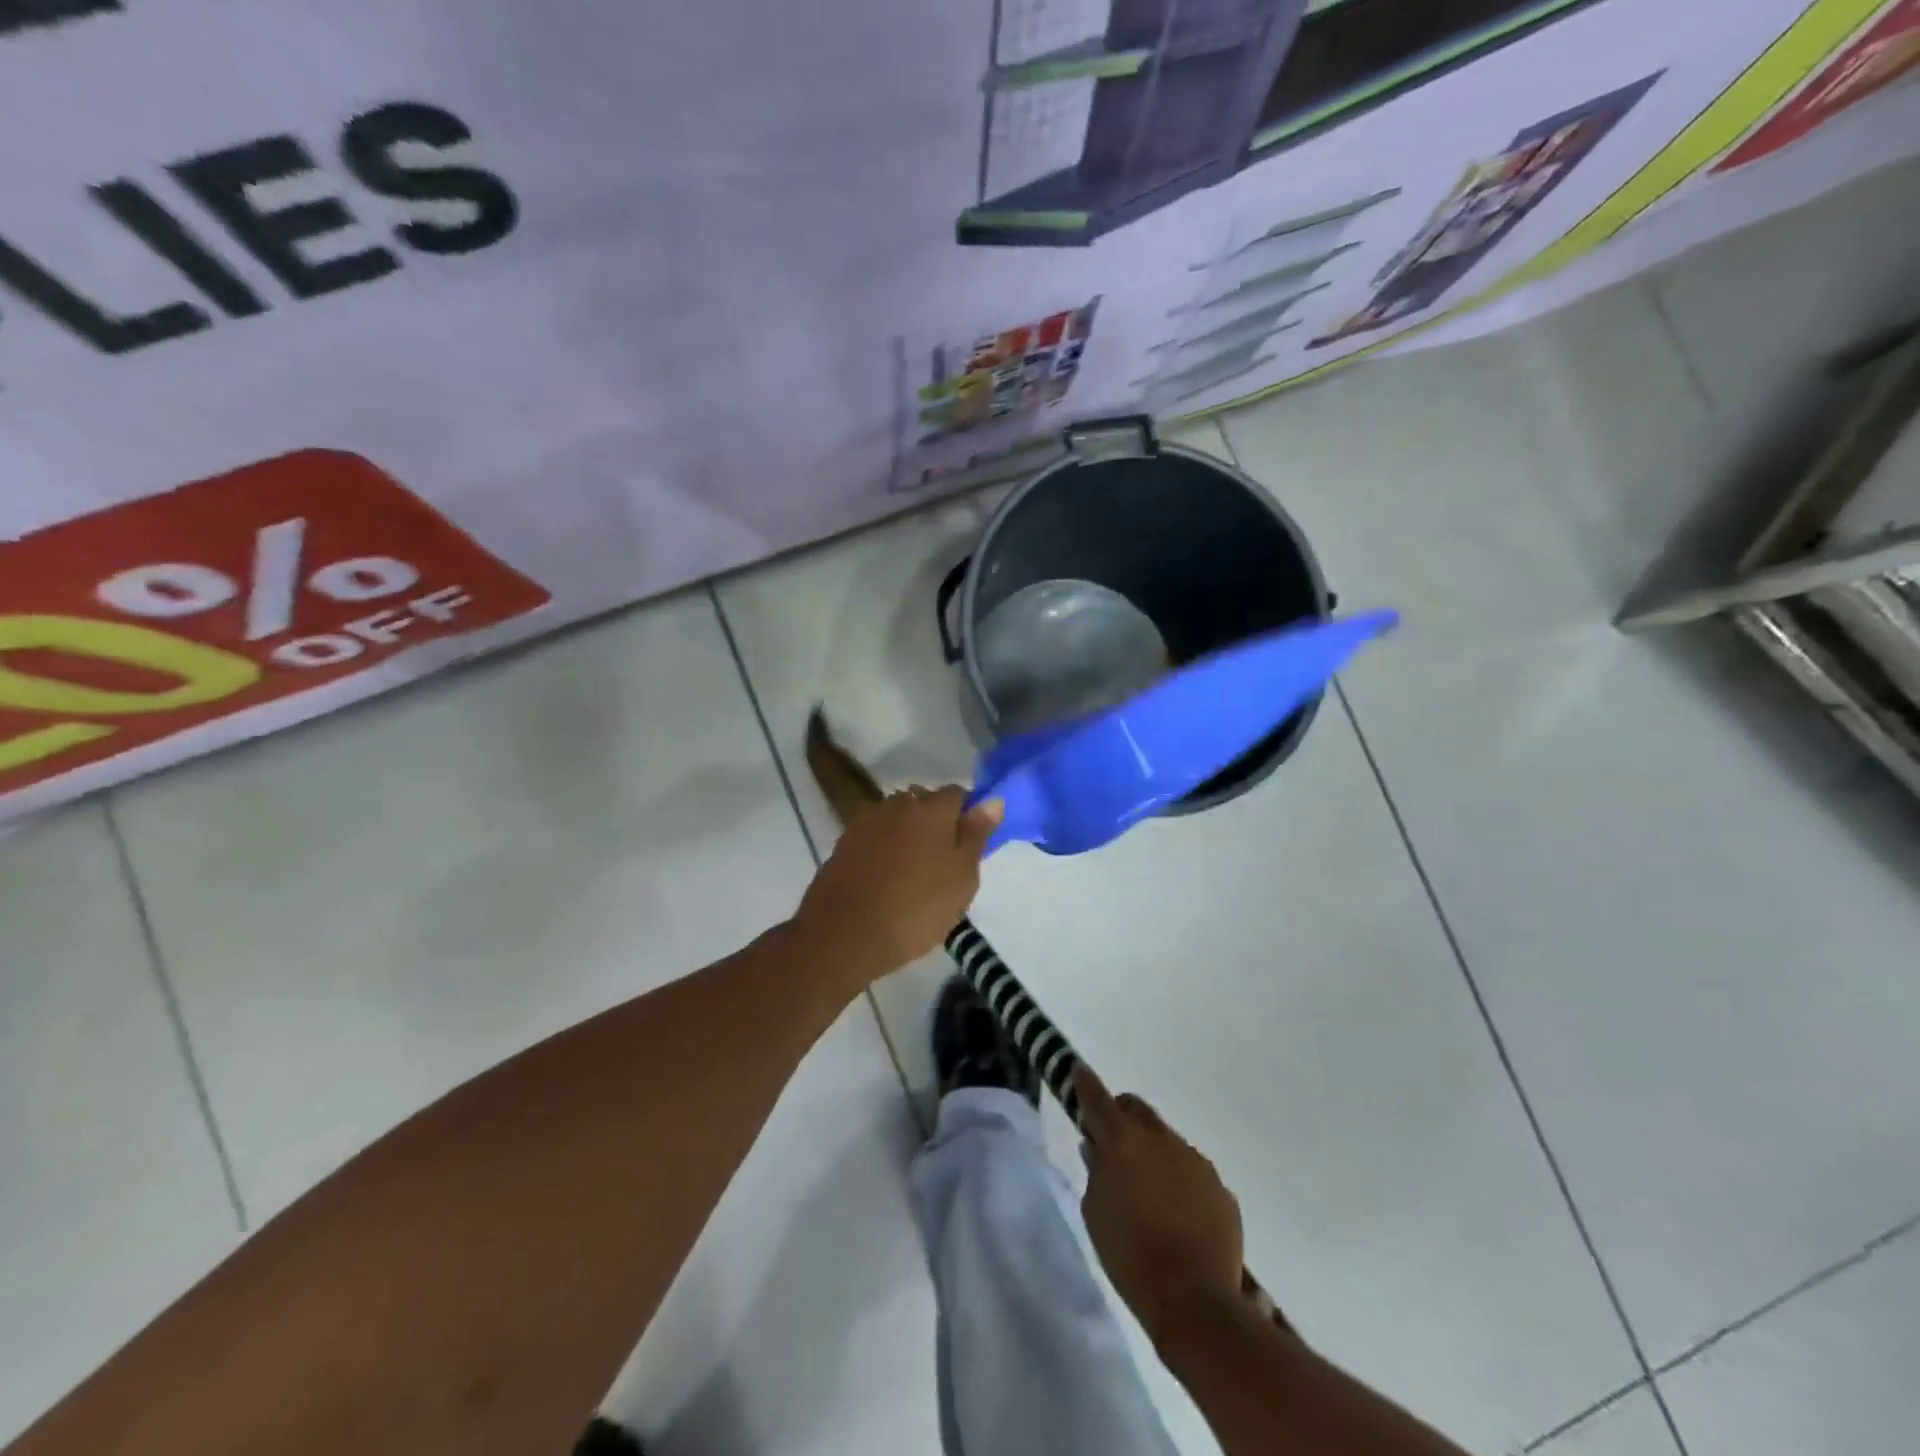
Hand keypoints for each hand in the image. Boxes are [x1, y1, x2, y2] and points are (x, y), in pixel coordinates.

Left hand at [791, 786, 1000, 986]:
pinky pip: (875, 836)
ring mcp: (866, 821)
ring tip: (912, 873)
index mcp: (931, 808)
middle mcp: (897, 804)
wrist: (843, 935)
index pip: (958, 794)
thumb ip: (976, 835)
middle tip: (942, 863)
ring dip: (907, 835)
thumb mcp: (962, 879)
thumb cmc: (915, 909)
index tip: (970, 846)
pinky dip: (884, 849)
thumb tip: (992, 801)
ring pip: (897, 819)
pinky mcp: (844, 842)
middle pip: (924, 803)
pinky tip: (885, 879)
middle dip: (936, 823)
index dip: (967, 816)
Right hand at [1076, 1064, 1245, 1349]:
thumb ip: (1095, 1171)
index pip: (1097, 1098)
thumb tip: (1098, 1149)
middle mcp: (1161, 1138)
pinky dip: (1178, 1181)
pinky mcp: (1220, 1188)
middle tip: (1111, 1144)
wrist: (1194, 1301)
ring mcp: (1195, 1160)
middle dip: (1121, 1116)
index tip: (1077, 1071)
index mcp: (1123, 1140)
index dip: (1084, 1083)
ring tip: (1148, 1192)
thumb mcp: (1094, 1212)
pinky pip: (1192, 1172)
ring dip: (1152, 1152)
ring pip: (1166, 1140)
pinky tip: (1177, 1216)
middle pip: (1136, 1109)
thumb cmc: (1129, 1256)